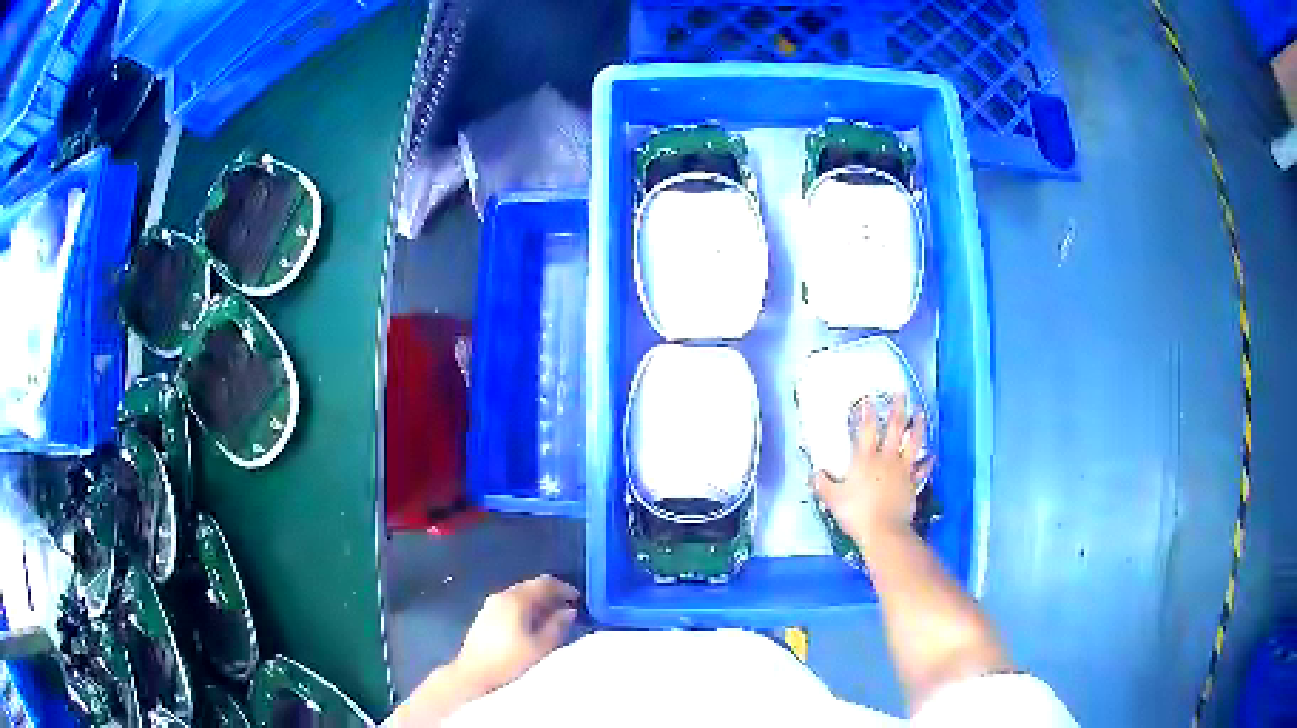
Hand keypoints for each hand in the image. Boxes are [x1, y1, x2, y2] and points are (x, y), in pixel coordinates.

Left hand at [450, 576, 579, 692]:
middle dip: (552, 595)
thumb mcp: (541, 646)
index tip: (580, 600)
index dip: (564, 589)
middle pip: (531, 587)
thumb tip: (569, 611)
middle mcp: (501, 595)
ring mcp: (491, 605)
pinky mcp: (485, 616)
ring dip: (539, 603)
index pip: (544, 583)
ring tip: (555, 619)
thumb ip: (557, 625)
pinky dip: (527, 609)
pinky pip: (511, 604)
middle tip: (570, 609)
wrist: (473, 674)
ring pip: (521, 596)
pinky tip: (534, 625)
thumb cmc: (510, 661)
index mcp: (515, 599)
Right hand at [814, 393, 930, 545]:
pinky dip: (927, 462)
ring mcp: (902, 470)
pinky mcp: (912, 483)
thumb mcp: (832, 499)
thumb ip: (823, 484)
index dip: (867, 412)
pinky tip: (931, 455)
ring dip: (917, 426)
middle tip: (901, 393)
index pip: (867, 429)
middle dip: (898, 408)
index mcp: (865, 459)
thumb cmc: (856, 512)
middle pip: (895, 428)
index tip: (868, 398)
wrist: (883, 530)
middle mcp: (886, 459)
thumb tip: (814, 473)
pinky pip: (922, 469)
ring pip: (913, 443)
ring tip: (920, 413)